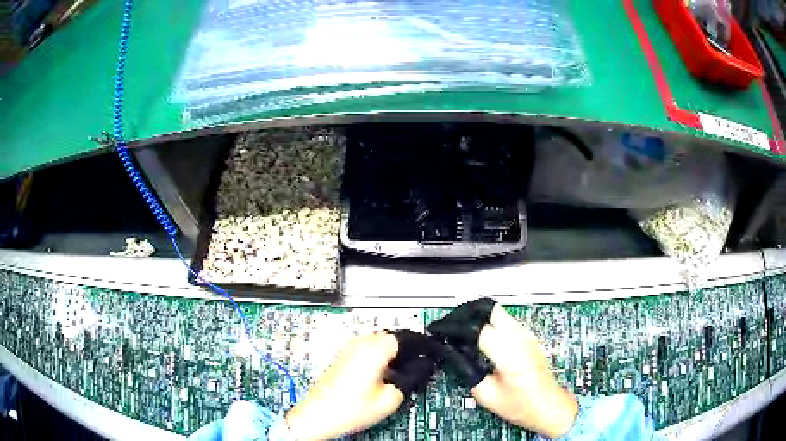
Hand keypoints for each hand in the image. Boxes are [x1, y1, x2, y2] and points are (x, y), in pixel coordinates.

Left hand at [286, 331, 436, 440]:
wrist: (318, 415)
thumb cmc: (347, 409)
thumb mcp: (389, 400)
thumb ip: (409, 380)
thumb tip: (419, 370)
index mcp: (374, 350)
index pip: (405, 337)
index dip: (420, 346)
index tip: (428, 353)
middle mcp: (359, 344)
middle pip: (390, 338)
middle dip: (405, 349)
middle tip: (416, 363)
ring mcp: (348, 350)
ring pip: (377, 342)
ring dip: (391, 352)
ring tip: (399, 371)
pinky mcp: (341, 357)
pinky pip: (365, 349)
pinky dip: (377, 357)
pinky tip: (381, 374)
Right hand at [429, 299, 577, 437]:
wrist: (549, 407)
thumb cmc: (522, 406)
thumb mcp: (487, 395)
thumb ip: (467, 372)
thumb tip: (450, 354)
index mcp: (510, 354)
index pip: (477, 328)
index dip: (454, 327)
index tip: (439, 332)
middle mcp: (521, 339)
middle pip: (489, 309)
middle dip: (465, 314)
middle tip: (449, 327)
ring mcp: (527, 336)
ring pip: (498, 312)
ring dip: (477, 317)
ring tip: (461, 333)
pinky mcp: (529, 338)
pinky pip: (506, 321)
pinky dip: (489, 323)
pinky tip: (479, 339)